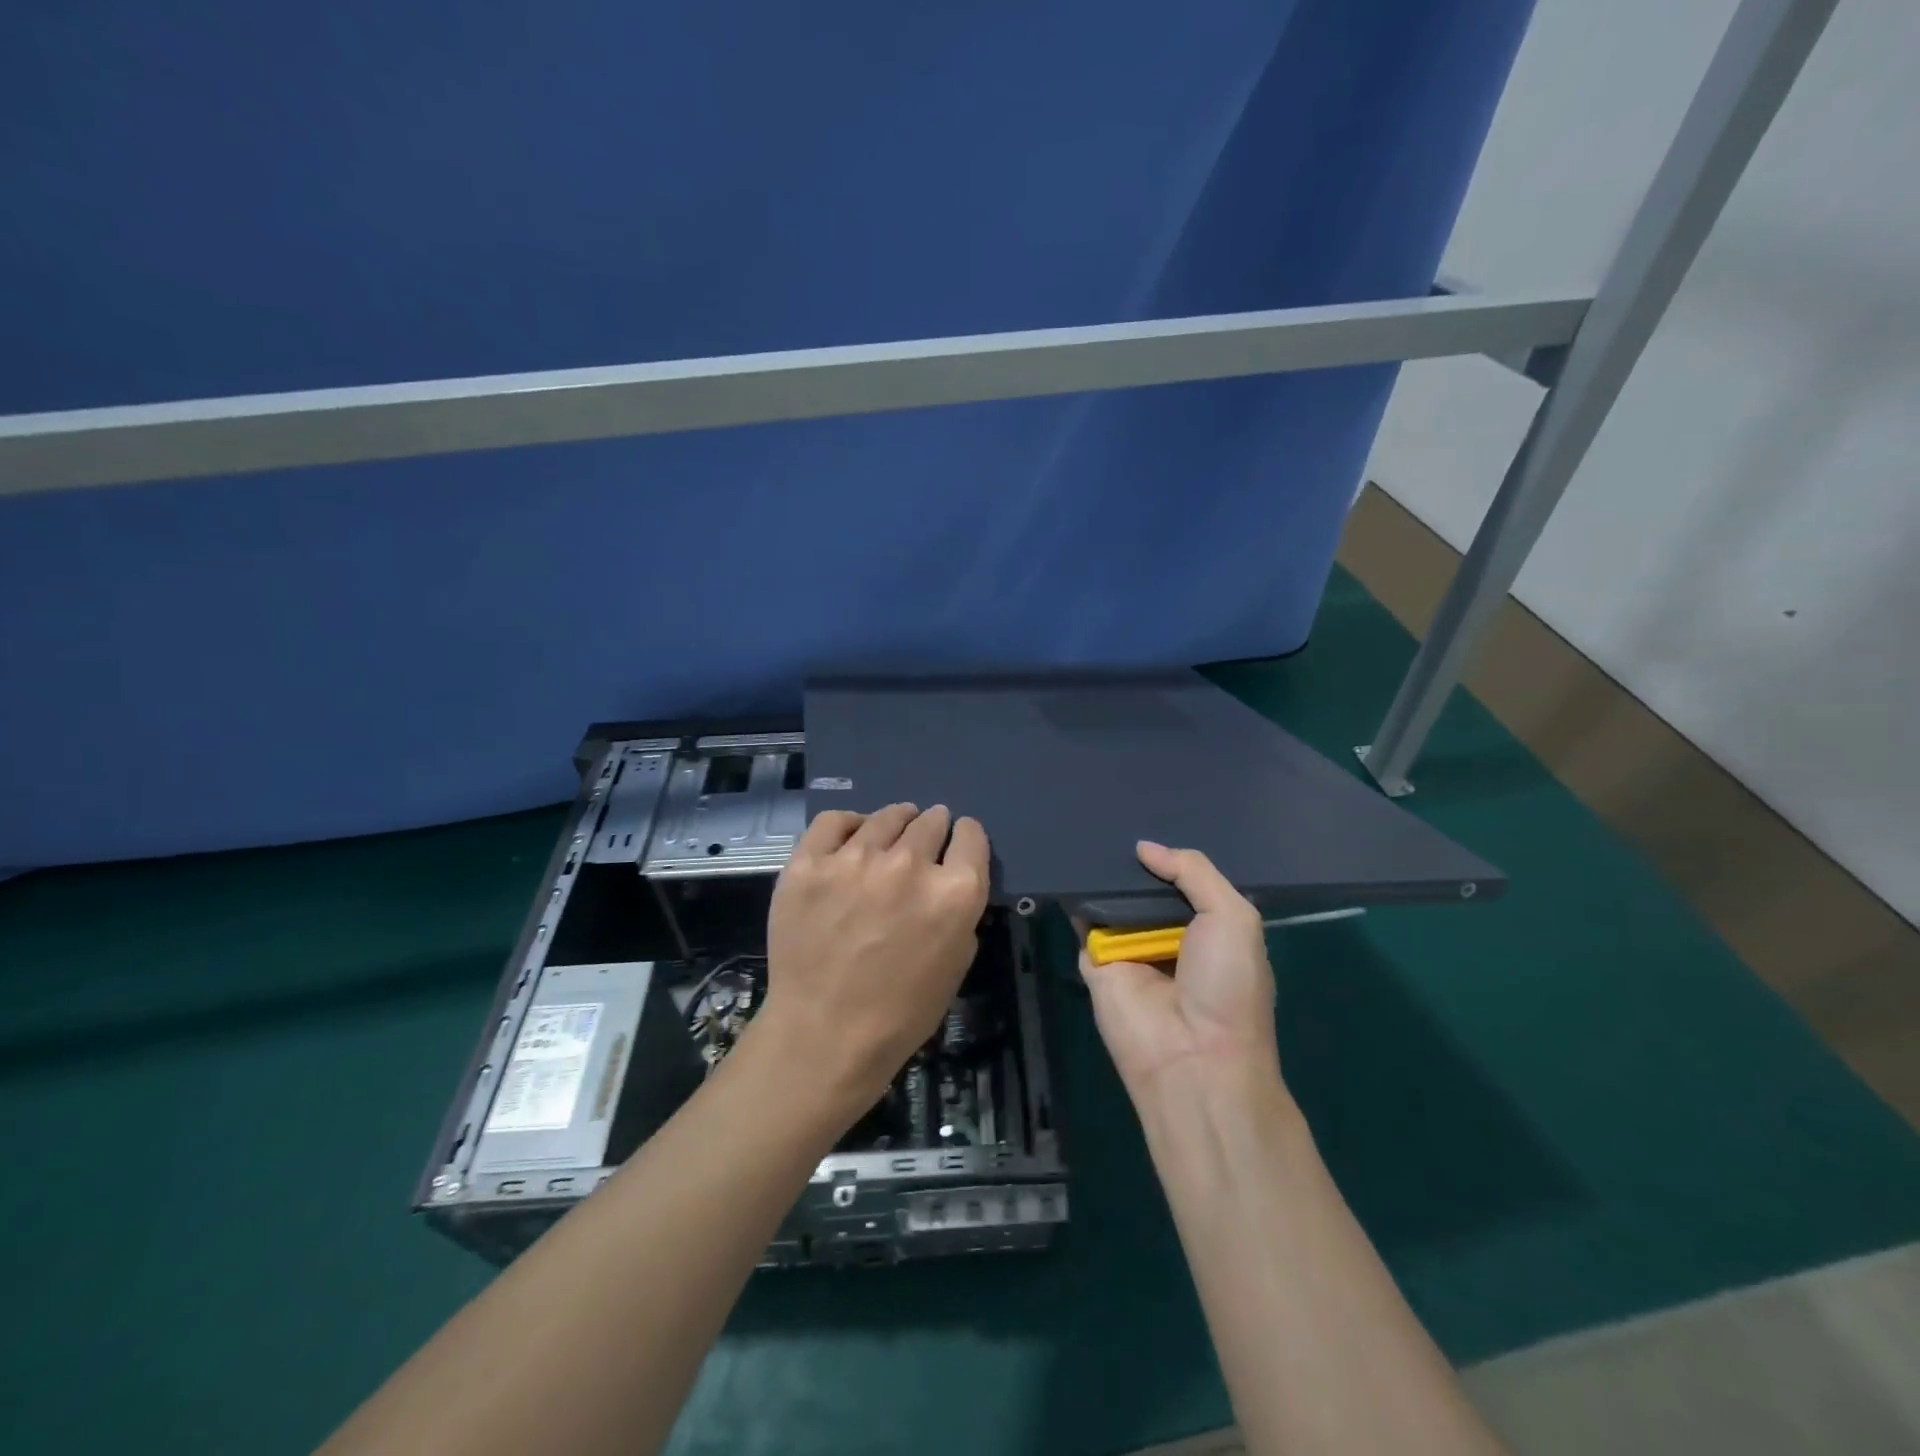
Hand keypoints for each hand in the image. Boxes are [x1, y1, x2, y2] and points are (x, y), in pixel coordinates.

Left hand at [751, 803, 990, 1123]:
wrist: (824, 1035)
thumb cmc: (901, 1012)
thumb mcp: (957, 963)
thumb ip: (961, 912)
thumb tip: (950, 880)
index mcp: (955, 892)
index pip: (971, 835)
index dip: (965, 838)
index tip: (957, 843)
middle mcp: (910, 864)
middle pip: (931, 821)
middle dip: (933, 828)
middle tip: (923, 841)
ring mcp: (855, 859)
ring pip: (886, 816)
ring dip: (895, 822)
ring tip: (890, 832)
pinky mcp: (809, 863)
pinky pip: (833, 821)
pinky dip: (848, 824)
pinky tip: (850, 836)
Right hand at [1080, 841, 1280, 1095]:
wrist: (1193, 1059)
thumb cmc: (1227, 986)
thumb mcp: (1233, 917)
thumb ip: (1194, 872)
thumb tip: (1144, 848)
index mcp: (1207, 928)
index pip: (1183, 882)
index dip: (1168, 856)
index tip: (1146, 820)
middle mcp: (1167, 936)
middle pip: (1144, 889)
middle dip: (1131, 862)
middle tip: (1107, 818)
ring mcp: (1129, 950)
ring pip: (1111, 902)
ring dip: (1101, 875)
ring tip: (1084, 831)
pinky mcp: (1095, 964)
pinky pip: (1083, 924)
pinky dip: (1076, 899)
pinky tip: (1067, 866)